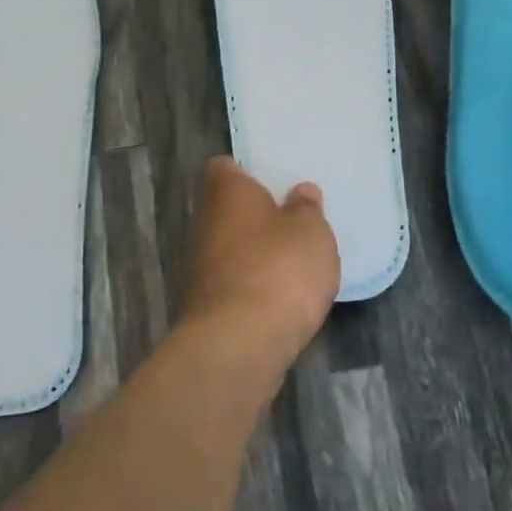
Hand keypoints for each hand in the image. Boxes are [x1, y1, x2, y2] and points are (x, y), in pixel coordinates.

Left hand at [178, 158, 339, 368]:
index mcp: (228, 192)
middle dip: (253, 215)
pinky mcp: (204, 302)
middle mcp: (205, 221)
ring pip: (228, 246)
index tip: (268, 181)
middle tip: (289, 221)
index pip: (224, 168)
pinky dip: (250, 284)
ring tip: (290, 261)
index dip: (243, 172)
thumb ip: (307, 210)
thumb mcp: (311, 232)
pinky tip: (278, 296)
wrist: (239, 342)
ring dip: (252, 251)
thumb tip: (300, 192)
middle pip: (226, 208)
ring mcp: (199, 264)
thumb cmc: (279, 269)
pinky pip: (232, 280)